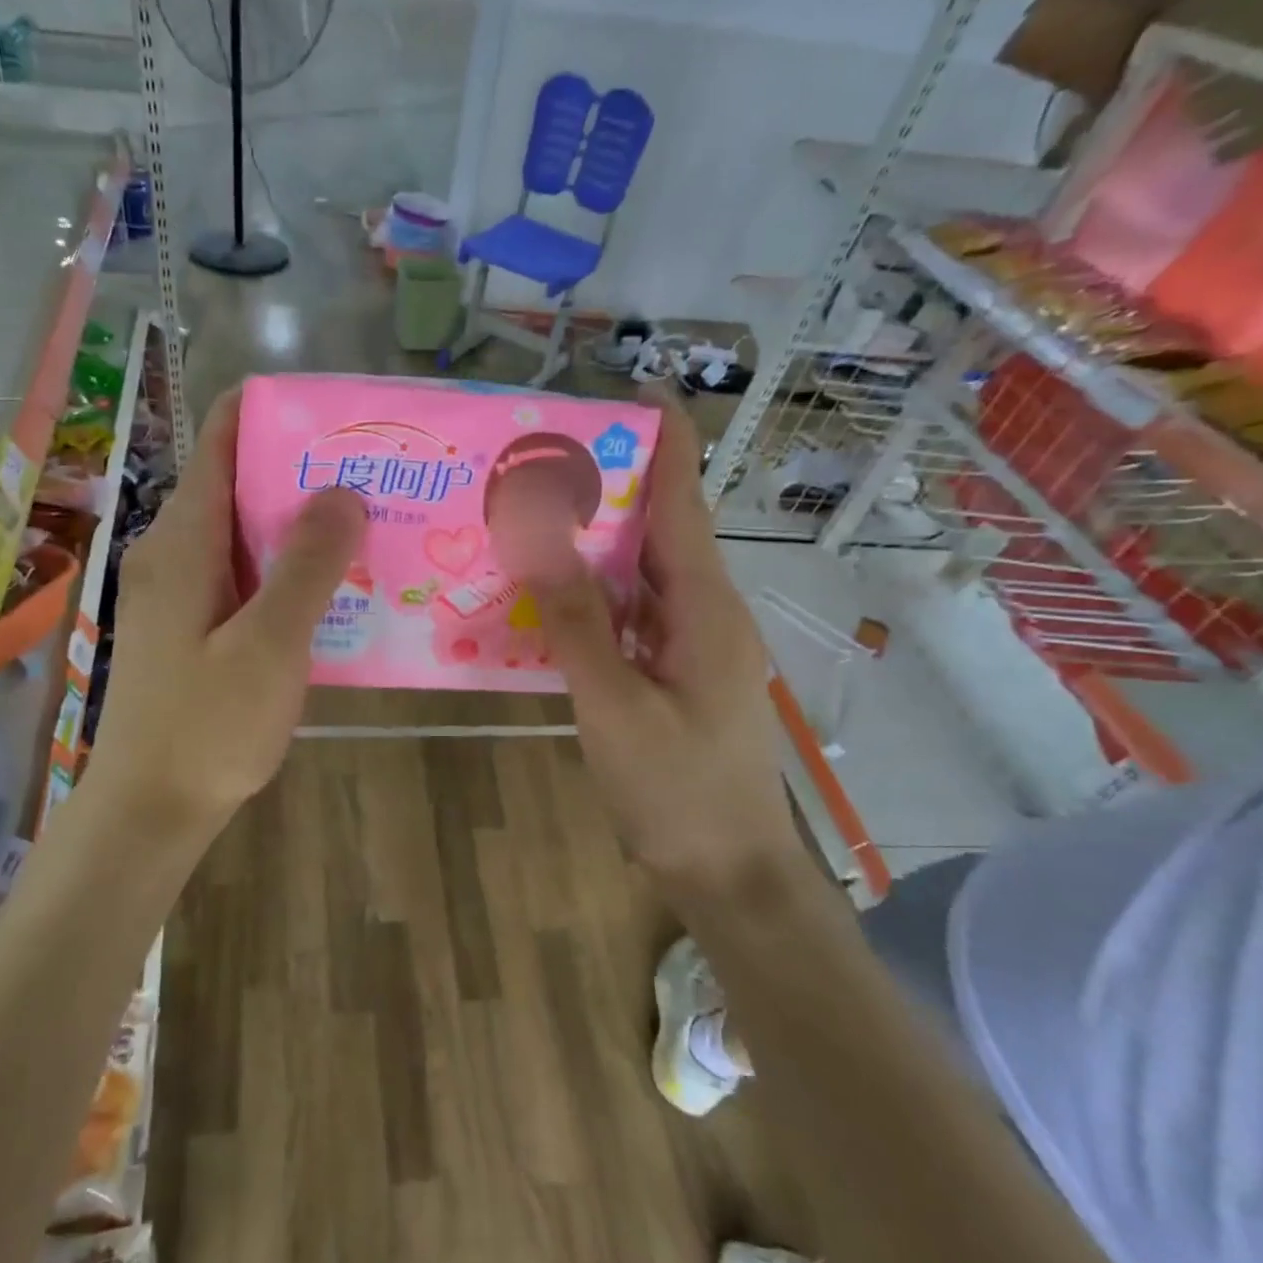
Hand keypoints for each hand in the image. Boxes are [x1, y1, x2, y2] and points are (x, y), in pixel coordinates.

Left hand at [84, 389, 365, 827]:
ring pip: (243, 531)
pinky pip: (241, 573)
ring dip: (298, 523)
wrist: (151, 809)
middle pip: (237, 482)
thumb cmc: (208, 726)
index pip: (220, 438)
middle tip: (374, 474)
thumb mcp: (270, 644)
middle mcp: (172, 551)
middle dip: (301, 470)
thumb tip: (341, 491)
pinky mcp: (190, 625)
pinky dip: (284, 567)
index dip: (274, 412)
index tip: (338, 416)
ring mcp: (178, 590)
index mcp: (182, 540)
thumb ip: (307, 565)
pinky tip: (331, 585)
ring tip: (367, 521)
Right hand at [518, 401, 802, 891]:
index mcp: (704, 606)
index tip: (631, 392)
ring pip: (643, 573)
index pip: (683, 502)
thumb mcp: (614, 705)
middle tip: (544, 456)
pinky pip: (633, 614)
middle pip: (660, 530)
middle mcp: (705, 611)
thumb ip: (577, 621)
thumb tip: (540, 537)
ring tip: (536, 510)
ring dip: (597, 540)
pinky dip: (595, 594)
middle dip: (611, 485)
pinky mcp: (675, 671)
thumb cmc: (677, 789)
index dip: (663, 443)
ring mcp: (693, 644)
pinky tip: (550, 592)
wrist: (727, 870)